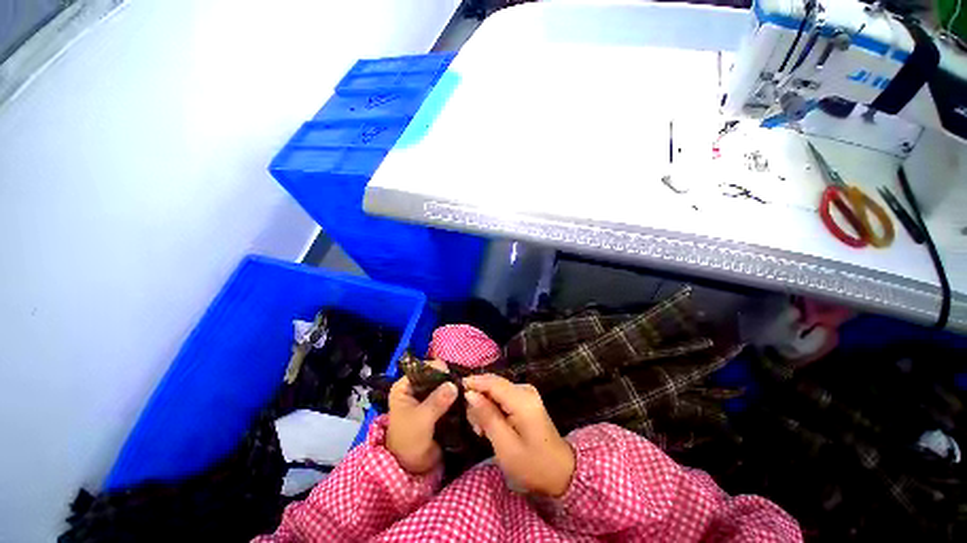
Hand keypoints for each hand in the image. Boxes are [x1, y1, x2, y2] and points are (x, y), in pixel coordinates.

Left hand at [386, 366, 457, 474]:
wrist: (411, 467)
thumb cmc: (408, 441)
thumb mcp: (421, 420)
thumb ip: (436, 401)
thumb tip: (453, 385)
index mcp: (405, 386)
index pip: (423, 369)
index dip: (438, 369)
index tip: (453, 376)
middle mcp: (416, 387)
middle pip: (435, 375)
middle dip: (449, 379)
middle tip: (464, 384)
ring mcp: (427, 396)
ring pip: (444, 385)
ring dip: (455, 388)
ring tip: (467, 391)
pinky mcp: (438, 406)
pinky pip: (449, 396)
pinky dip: (457, 397)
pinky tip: (467, 398)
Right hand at [463, 374, 575, 496]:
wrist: (560, 472)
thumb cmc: (532, 464)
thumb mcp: (505, 446)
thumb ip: (487, 416)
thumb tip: (470, 393)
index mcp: (522, 399)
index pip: (492, 382)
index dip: (473, 383)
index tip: (455, 393)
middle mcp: (525, 389)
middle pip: (493, 384)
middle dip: (478, 399)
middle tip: (475, 426)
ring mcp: (526, 393)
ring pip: (495, 390)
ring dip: (485, 406)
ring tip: (482, 430)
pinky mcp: (525, 399)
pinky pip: (502, 395)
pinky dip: (493, 408)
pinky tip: (491, 425)